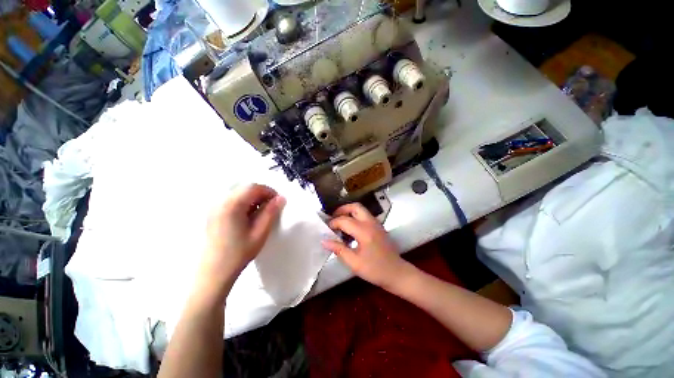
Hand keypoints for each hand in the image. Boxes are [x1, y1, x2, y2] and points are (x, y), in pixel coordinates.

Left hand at [199, 184, 285, 294]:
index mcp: (232, 206)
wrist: (213, 272)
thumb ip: (271, 213)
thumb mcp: (260, 233)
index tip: (278, 201)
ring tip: (260, 213)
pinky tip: (248, 217)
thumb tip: (281, 198)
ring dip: (253, 199)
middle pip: (245, 188)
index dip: (269, 191)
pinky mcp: (213, 213)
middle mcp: (220, 202)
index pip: (253, 187)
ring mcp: (214, 207)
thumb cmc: (238, 254)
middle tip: (271, 208)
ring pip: (239, 194)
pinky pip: (232, 201)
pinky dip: (244, 204)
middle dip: (261, 195)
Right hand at [321, 203, 412, 289]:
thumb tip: (324, 241)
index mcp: (364, 231)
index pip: (344, 220)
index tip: (326, 229)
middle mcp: (371, 223)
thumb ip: (339, 249)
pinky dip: (355, 216)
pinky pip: (365, 215)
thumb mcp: (354, 263)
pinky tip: (350, 229)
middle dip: (342, 210)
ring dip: (349, 212)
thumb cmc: (375, 270)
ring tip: (340, 223)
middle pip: (355, 207)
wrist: (397, 273)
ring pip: (361, 209)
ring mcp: (376, 223)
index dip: (333, 223)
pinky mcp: (378, 226)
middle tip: (333, 218)